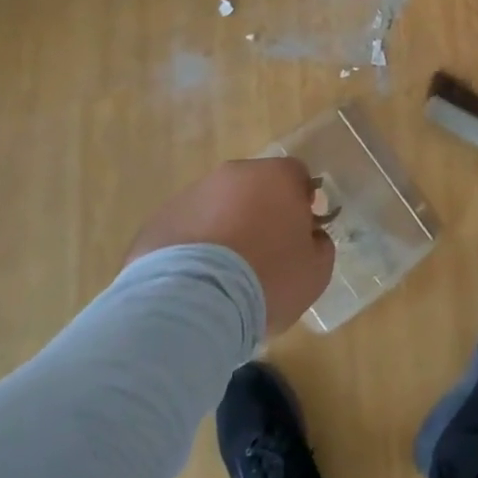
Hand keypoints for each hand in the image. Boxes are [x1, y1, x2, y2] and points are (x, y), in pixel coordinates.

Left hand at [128, 158, 334, 334]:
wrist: (194, 302)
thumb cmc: (268, 279)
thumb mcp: (316, 270)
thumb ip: (319, 244)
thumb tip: (309, 237)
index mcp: (276, 177)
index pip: (297, 176)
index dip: (301, 203)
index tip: (300, 233)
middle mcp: (233, 174)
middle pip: (255, 187)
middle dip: (261, 212)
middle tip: (264, 253)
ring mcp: (191, 194)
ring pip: (218, 205)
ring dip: (225, 228)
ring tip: (225, 274)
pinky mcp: (159, 220)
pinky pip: (187, 228)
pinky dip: (194, 247)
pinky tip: (196, 281)